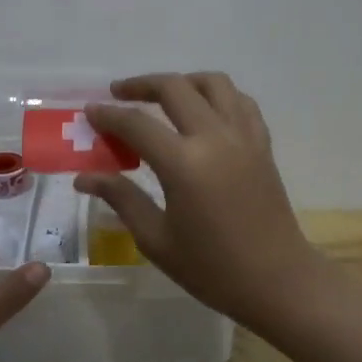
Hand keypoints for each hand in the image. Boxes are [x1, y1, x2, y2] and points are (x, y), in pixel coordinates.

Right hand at [76, 73, 333, 333]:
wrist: (277, 280)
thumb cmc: (211, 268)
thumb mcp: (156, 239)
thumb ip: (121, 198)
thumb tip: (84, 178)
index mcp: (184, 163)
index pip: (136, 124)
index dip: (108, 115)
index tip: (90, 111)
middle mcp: (214, 137)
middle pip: (174, 88)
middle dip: (141, 85)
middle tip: (118, 93)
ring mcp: (243, 136)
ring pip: (213, 83)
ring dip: (183, 81)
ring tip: (163, 96)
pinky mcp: (262, 143)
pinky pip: (240, 102)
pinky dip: (218, 96)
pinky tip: (204, 111)